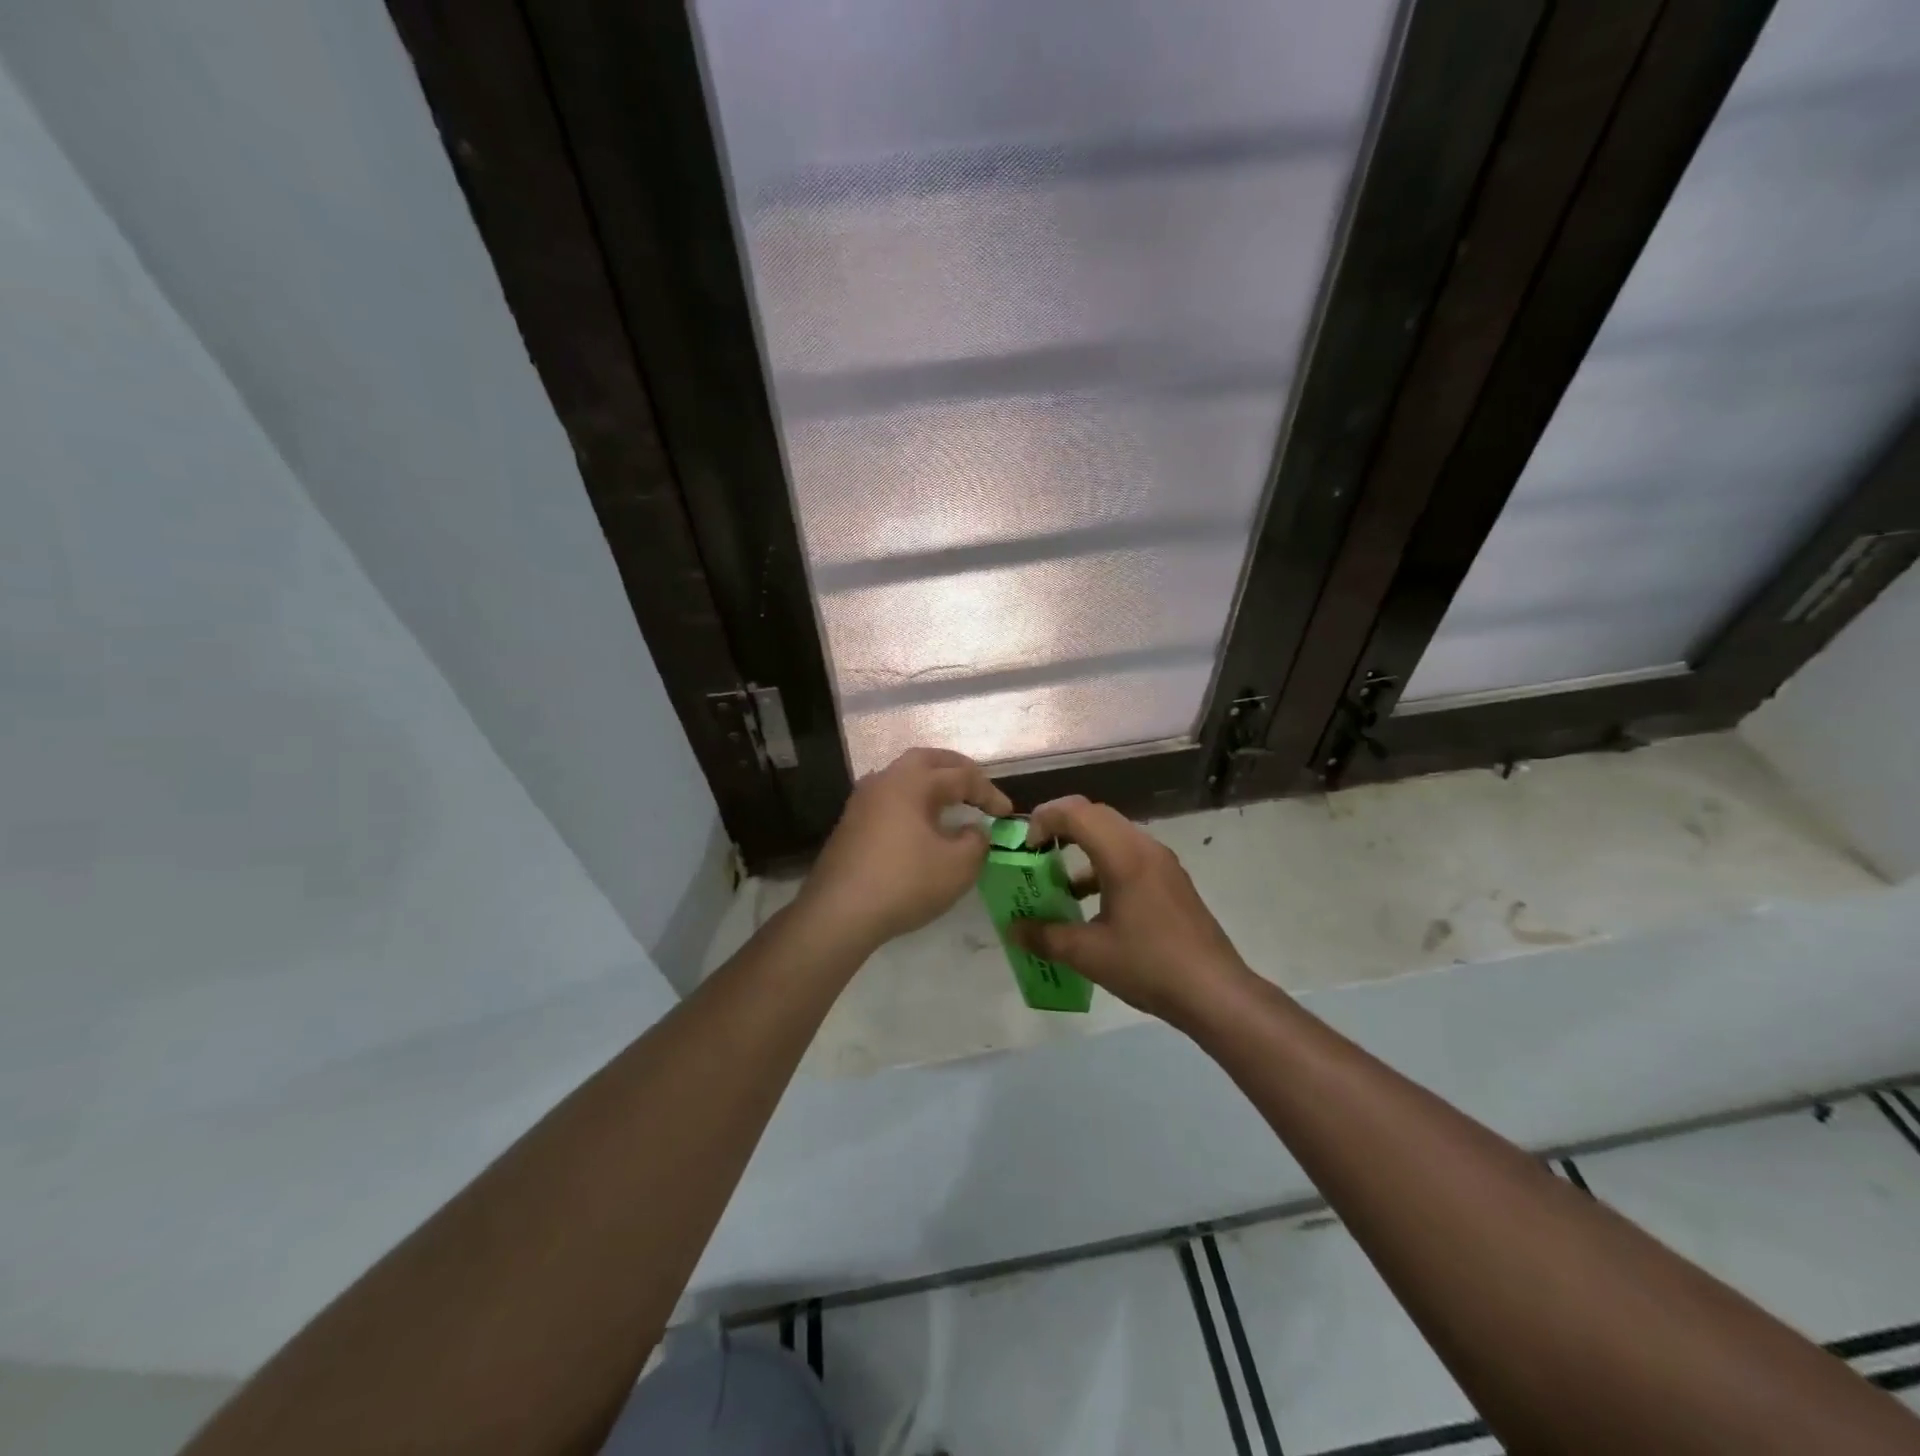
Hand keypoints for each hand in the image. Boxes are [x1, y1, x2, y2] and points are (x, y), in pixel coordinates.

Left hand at [799, 747, 1013, 953]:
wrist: (839, 912)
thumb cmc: (905, 883)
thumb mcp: (958, 866)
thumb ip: (976, 841)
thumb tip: (974, 830)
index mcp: (913, 782)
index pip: (961, 776)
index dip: (989, 793)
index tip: (1007, 814)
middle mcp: (885, 780)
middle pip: (927, 760)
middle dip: (956, 769)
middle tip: (977, 786)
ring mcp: (862, 800)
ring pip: (903, 776)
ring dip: (930, 782)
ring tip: (951, 800)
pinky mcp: (850, 823)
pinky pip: (889, 798)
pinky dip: (912, 801)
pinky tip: (920, 824)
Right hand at [1011, 795, 1248, 1025]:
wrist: (1215, 992)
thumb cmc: (1149, 965)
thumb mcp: (1088, 954)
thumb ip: (1045, 936)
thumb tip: (1013, 929)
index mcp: (1123, 855)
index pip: (1075, 811)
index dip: (1043, 820)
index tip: (1025, 849)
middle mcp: (1144, 847)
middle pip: (1094, 815)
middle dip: (1059, 827)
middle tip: (1035, 855)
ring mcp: (1162, 862)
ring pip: (1113, 834)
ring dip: (1082, 846)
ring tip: (1057, 880)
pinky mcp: (1171, 880)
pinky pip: (1129, 854)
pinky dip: (1102, 864)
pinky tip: (1091, 902)